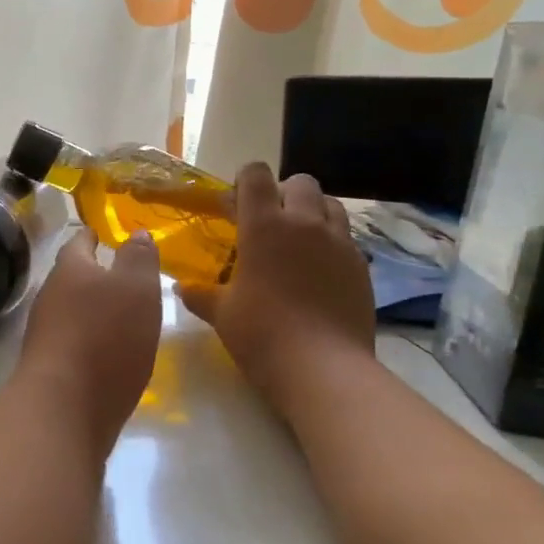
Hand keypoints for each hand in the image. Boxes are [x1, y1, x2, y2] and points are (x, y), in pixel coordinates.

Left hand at [15, 229, 161, 455]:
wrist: (63, 409)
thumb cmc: (105, 338)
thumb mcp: (136, 289)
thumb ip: (138, 259)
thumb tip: (135, 233)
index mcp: (70, 269)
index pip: (79, 242)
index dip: (93, 236)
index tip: (104, 234)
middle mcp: (51, 296)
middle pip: (72, 277)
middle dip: (93, 274)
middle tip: (122, 276)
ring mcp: (45, 334)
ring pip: (71, 310)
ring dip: (92, 309)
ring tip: (121, 314)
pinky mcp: (49, 368)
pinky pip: (72, 342)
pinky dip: (90, 340)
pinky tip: (109, 352)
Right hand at [178, 165, 374, 418]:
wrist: (323, 369)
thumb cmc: (262, 334)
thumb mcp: (222, 313)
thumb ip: (201, 294)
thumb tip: (182, 288)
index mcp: (264, 225)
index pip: (256, 175)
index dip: (245, 181)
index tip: (235, 204)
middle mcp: (304, 223)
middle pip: (300, 182)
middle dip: (283, 193)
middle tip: (269, 222)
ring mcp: (339, 242)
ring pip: (330, 204)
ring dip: (313, 212)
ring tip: (299, 240)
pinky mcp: (361, 266)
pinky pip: (347, 238)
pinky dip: (332, 243)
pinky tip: (320, 271)